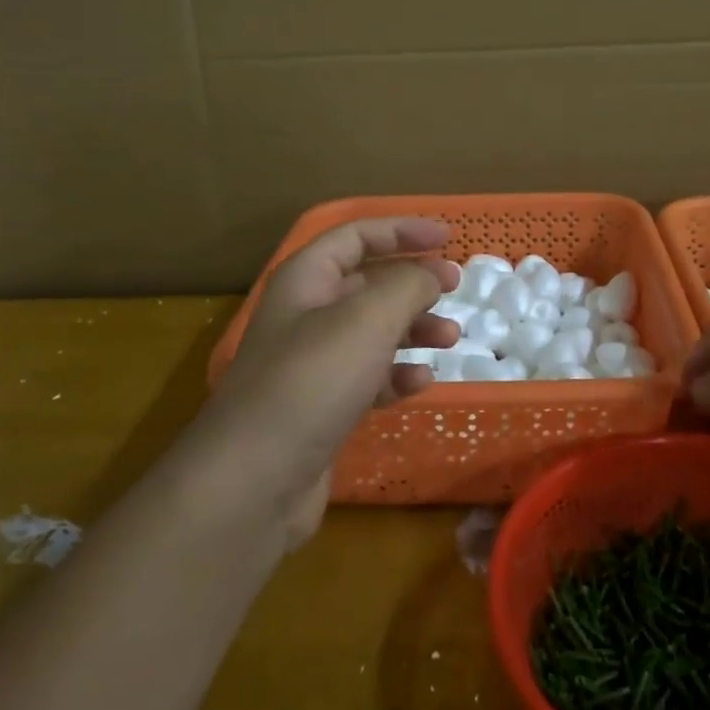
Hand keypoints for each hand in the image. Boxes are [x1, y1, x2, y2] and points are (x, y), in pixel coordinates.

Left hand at [201, 218, 460, 542]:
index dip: (401, 230)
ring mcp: (312, 364)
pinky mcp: (322, 407)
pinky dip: (396, 375)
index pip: (355, 236)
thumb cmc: (312, 380)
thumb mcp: (367, 319)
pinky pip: (368, 377)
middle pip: (367, 283)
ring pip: (373, 332)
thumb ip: (407, 285)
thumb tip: (430, 274)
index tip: (446, 237)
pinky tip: (420, 384)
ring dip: (413, 329)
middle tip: (454, 288)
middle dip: (413, 282)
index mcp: (306, 280)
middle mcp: (306, 315)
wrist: (254, 479)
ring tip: (451, 338)